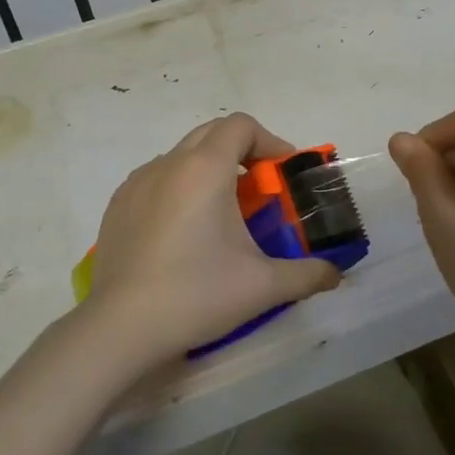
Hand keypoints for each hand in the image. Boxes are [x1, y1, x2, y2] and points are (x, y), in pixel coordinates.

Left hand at [80, 113, 340, 366]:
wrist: (121, 327)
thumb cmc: (198, 294)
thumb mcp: (264, 286)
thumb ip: (308, 274)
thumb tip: (336, 274)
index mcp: (204, 168)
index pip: (241, 126)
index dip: (269, 142)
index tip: (283, 175)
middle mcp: (168, 164)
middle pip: (212, 134)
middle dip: (241, 152)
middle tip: (259, 191)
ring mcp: (136, 183)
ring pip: (181, 157)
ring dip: (208, 171)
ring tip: (221, 215)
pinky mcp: (117, 206)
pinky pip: (156, 181)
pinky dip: (178, 190)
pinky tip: (183, 234)